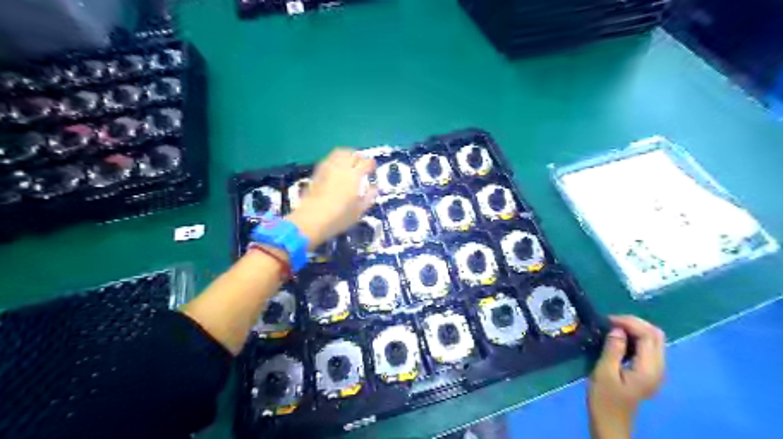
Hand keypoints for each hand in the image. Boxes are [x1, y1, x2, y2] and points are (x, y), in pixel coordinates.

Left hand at [287, 147, 376, 247]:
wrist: (311, 220)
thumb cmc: (339, 217)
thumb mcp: (359, 210)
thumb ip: (369, 196)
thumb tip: (374, 187)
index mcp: (355, 176)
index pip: (366, 162)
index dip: (371, 164)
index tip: (372, 170)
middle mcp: (342, 168)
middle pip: (353, 154)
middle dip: (360, 158)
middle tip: (362, 166)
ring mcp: (328, 168)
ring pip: (340, 152)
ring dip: (347, 155)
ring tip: (350, 163)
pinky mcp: (317, 172)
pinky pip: (329, 159)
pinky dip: (336, 160)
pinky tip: (336, 169)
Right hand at [591, 316, 661, 438]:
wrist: (610, 422)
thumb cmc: (604, 399)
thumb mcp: (604, 372)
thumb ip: (613, 349)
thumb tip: (617, 328)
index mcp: (649, 369)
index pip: (648, 335)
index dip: (629, 322)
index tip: (607, 320)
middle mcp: (659, 368)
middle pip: (656, 335)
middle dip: (634, 323)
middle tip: (611, 322)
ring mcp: (656, 371)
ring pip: (653, 339)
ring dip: (635, 329)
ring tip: (613, 328)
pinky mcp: (649, 372)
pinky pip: (648, 347)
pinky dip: (636, 338)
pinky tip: (620, 339)